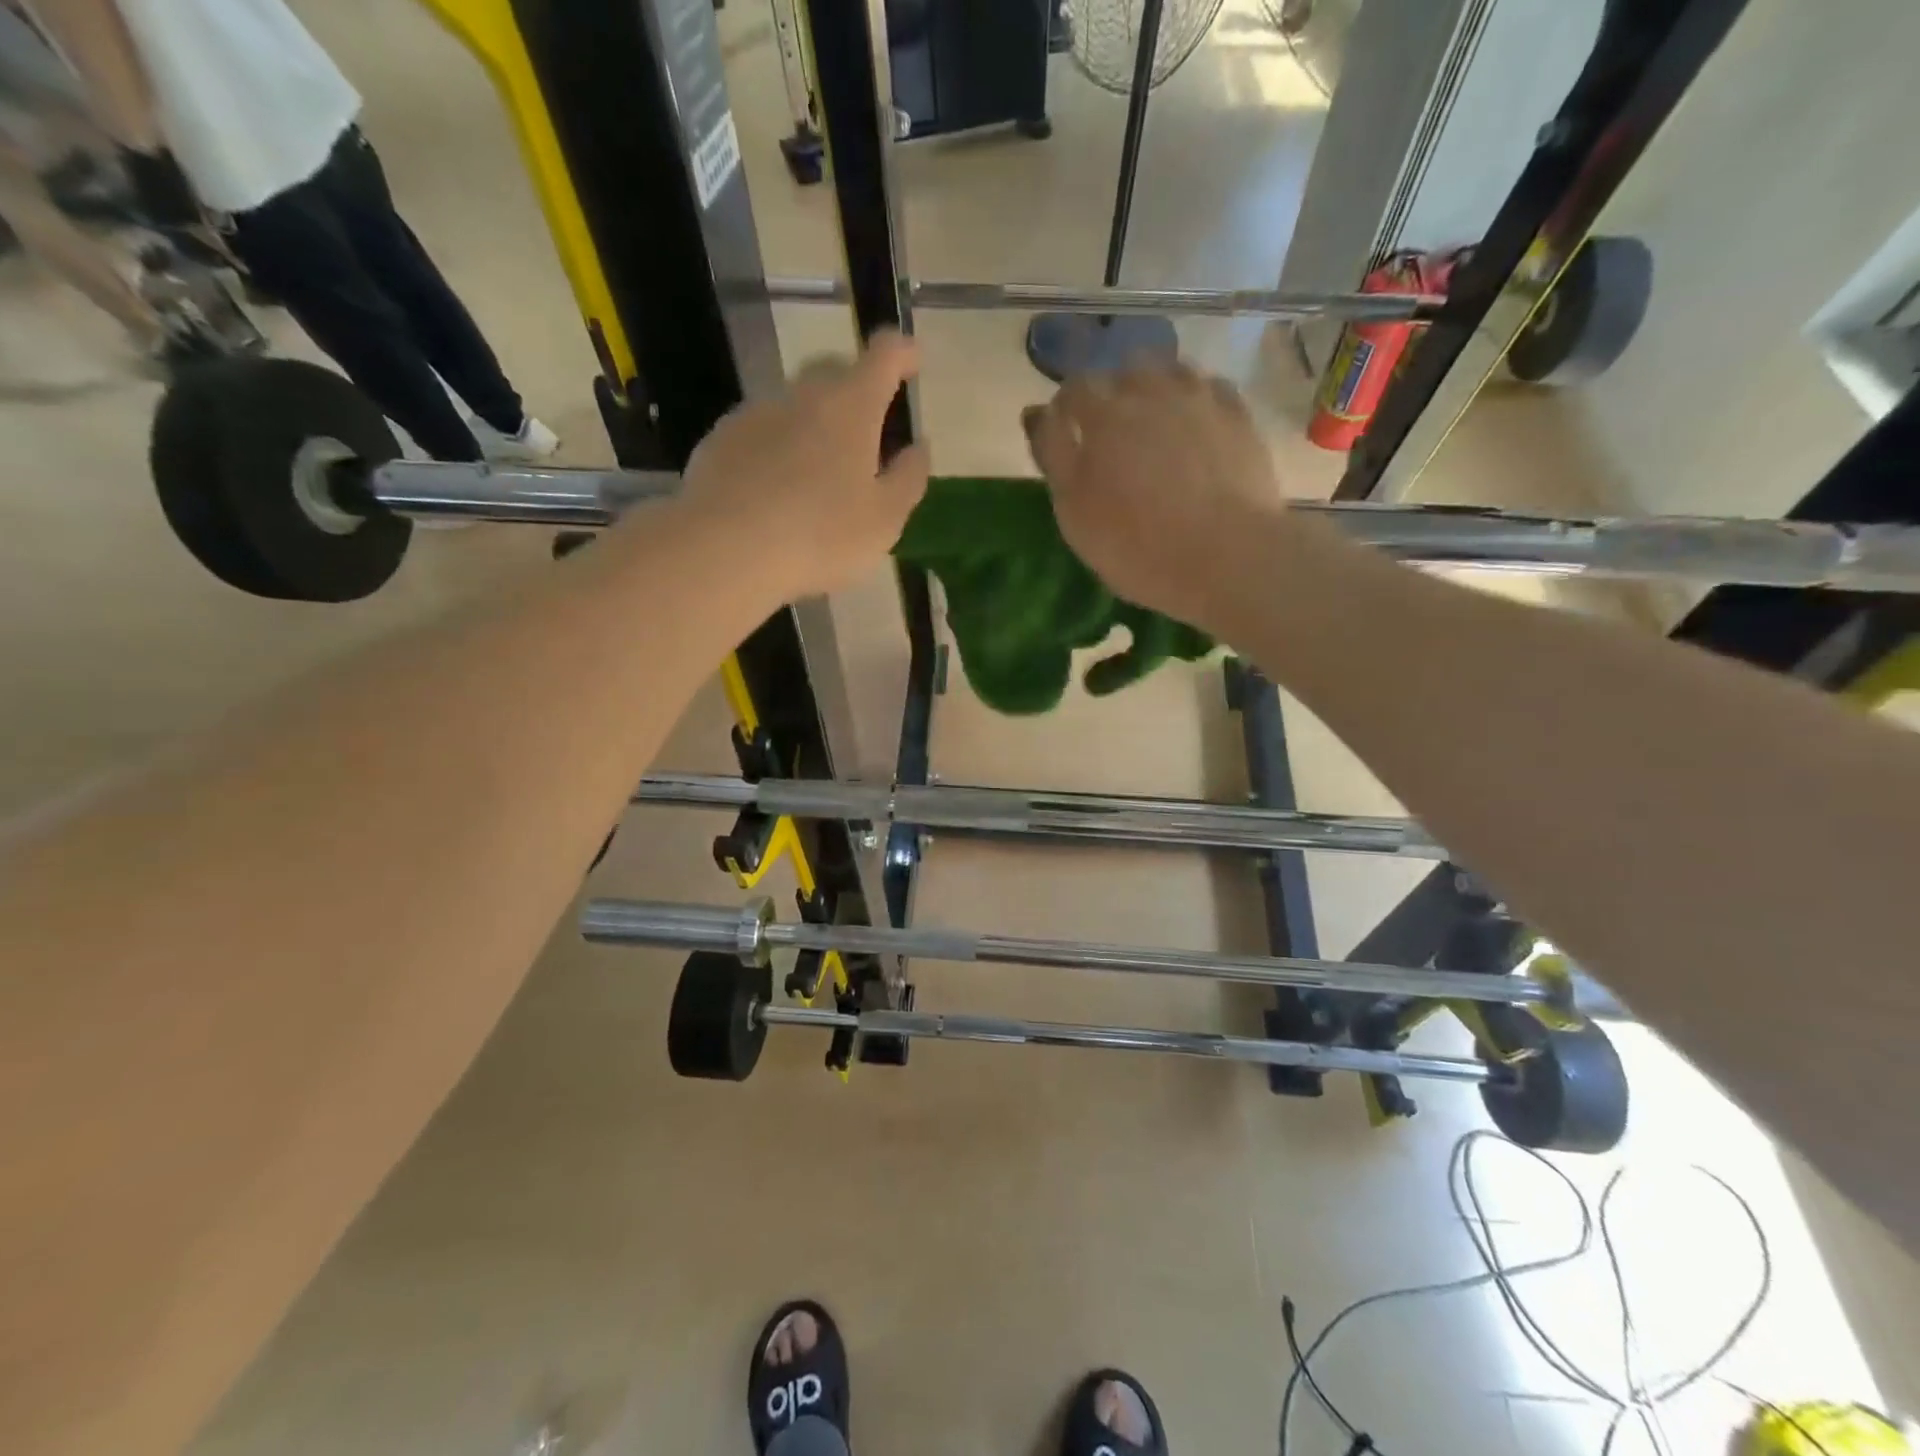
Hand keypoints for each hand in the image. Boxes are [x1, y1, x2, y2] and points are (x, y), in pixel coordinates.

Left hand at [677, 330, 929, 600]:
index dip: (903, 353)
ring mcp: (755, 414)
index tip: (914, 362)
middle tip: (867, 435)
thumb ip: (908, 478)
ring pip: (794, 407)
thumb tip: (918, 447)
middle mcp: (802, 396)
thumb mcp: (884, 520)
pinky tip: (774, 493)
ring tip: (817, 477)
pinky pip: (760, 435)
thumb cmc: (820, 535)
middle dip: (856, 392)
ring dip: (812, 427)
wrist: (724, 550)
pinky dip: (776, 451)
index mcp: (851, 407)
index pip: (885, 355)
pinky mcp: (719, 440)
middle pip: (834, 374)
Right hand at [1023, 363, 1291, 632]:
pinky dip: (1196, 401)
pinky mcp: (1239, 417)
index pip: (1073, 389)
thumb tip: (1036, 412)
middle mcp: (1152, 392)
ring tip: (1156, 426)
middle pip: (1124, 372)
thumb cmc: (1139, 546)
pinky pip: (1211, 390)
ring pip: (1171, 372)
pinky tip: (1196, 428)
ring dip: (1156, 389)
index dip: (1066, 409)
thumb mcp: (1075, 513)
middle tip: (1112, 434)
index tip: (1066, 435)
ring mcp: (1201, 399)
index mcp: (1104, 416)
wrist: (1229, 558)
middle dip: (1113, 393)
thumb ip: (1053, 456)